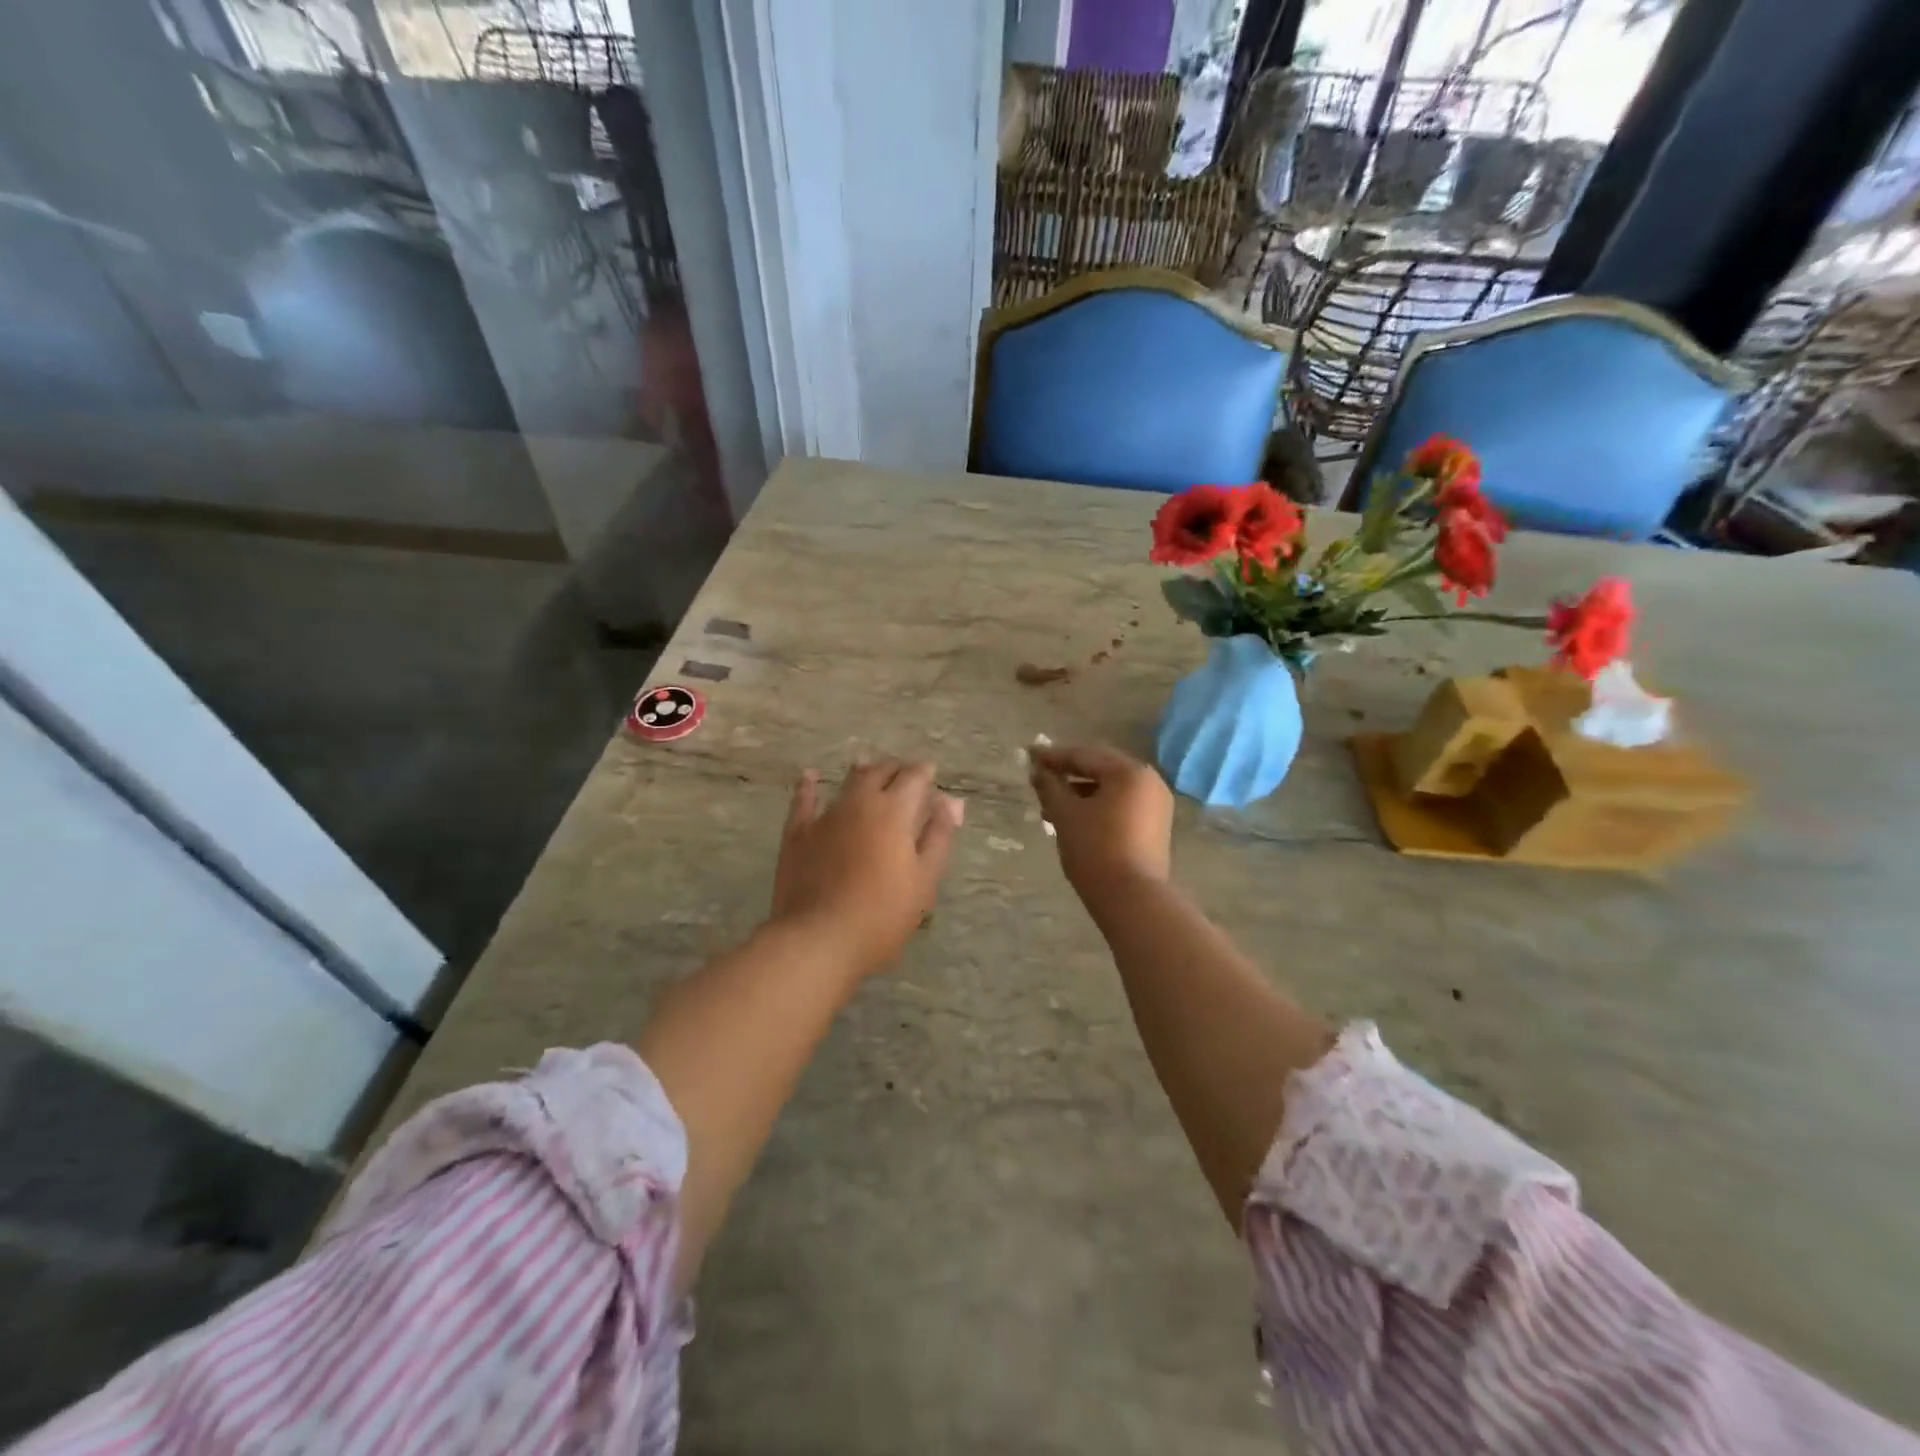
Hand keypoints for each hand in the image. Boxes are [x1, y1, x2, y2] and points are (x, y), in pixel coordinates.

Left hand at [769, 760, 963, 978]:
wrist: (819, 939)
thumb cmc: (882, 915)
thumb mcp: (924, 879)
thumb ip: (938, 836)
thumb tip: (951, 800)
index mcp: (894, 811)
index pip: (914, 777)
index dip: (925, 772)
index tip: (931, 774)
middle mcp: (859, 803)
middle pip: (880, 773)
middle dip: (896, 770)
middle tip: (905, 774)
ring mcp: (825, 816)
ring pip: (847, 783)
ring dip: (863, 772)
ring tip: (870, 766)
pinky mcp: (797, 834)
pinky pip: (804, 801)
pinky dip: (809, 785)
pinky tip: (810, 776)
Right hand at [1029, 743, 1173, 905]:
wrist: (1132, 899)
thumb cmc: (1095, 849)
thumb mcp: (1065, 814)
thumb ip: (1050, 786)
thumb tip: (1038, 770)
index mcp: (1129, 772)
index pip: (1085, 755)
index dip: (1054, 756)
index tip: (1029, 756)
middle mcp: (1149, 781)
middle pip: (1100, 769)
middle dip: (1068, 774)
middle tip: (1040, 777)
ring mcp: (1156, 805)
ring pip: (1110, 789)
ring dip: (1080, 792)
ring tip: (1050, 807)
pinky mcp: (1155, 826)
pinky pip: (1121, 805)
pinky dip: (1097, 806)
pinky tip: (1074, 820)